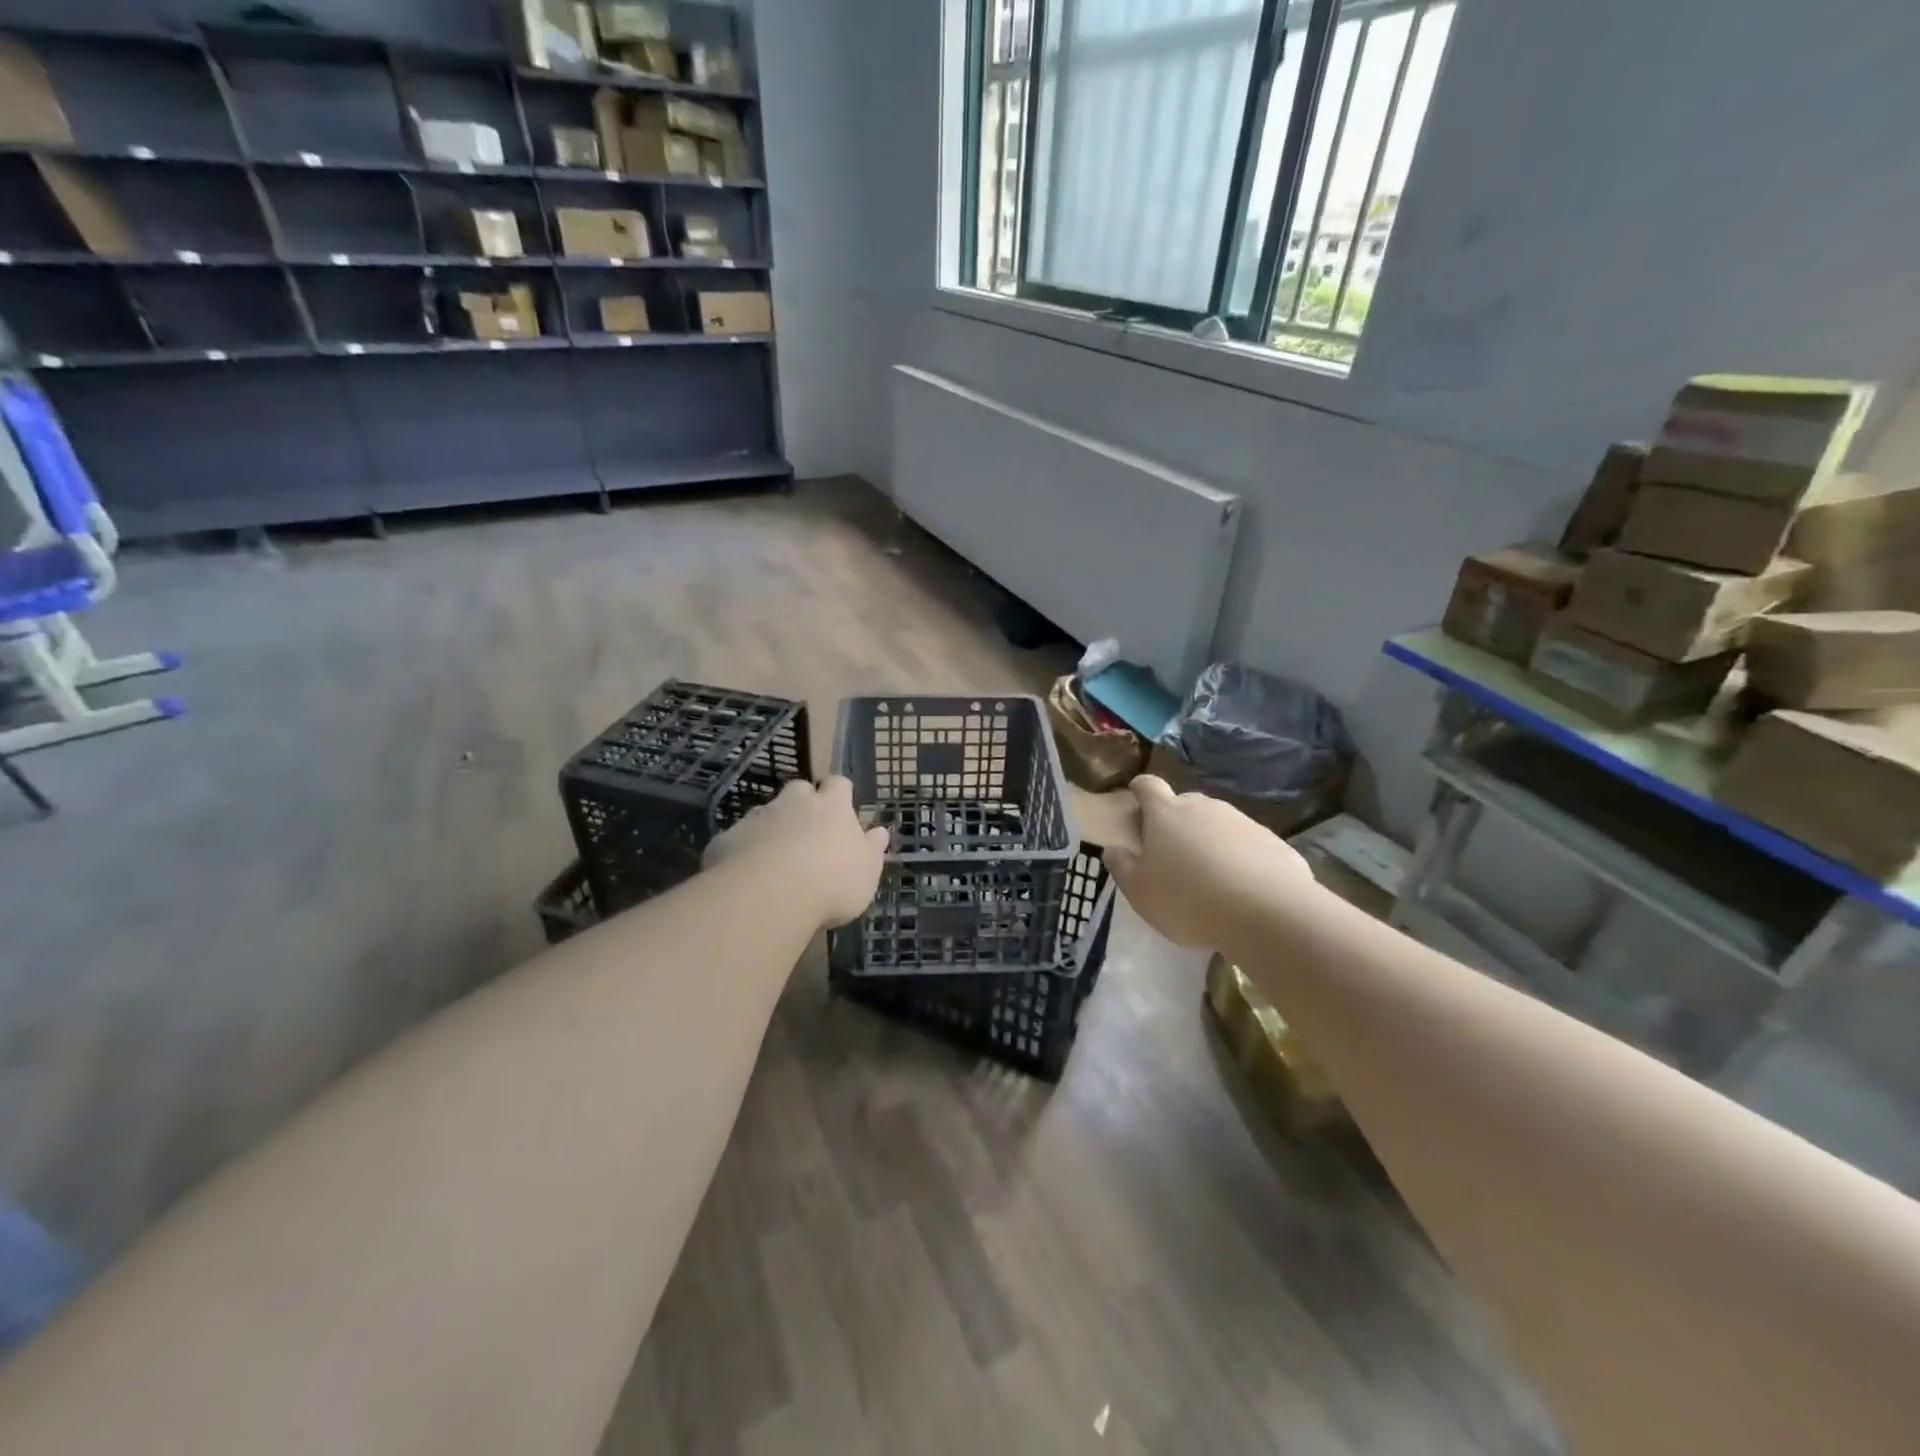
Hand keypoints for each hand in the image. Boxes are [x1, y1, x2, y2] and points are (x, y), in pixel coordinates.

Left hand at [704, 776, 888, 929]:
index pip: (839, 784)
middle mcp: (794, 803)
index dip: (840, 793)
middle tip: (808, 830)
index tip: (843, 806)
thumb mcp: (867, 872)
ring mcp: (758, 817)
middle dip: (803, 802)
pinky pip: (739, 839)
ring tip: (776, 858)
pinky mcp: (728, 838)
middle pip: (799, 789)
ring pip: (766, 812)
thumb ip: (872, 850)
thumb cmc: (833, 882)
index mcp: (832, 806)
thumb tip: (881, 832)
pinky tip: (748, 875)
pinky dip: (745, 850)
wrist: (770, 895)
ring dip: (772, 827)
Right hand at [1105, 775, 1314, 947]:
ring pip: (1217, 824)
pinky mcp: (1272, 840)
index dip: (1140, 790)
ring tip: (1209, 875)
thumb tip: (1112, 848)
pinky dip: (1239, 857)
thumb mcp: (1140, 892)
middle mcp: (1203, 807)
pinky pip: (1246, 843)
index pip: (1148, 786)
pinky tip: (1241, 886)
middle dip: (1176, 821)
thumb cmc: (1188, 900)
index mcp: (1166, 814)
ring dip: (1209, 840)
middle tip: (1172, 853)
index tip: (1137, 798)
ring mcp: (1241, 821)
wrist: (1268, 913)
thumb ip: (1122, 866)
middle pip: (1184, 804)